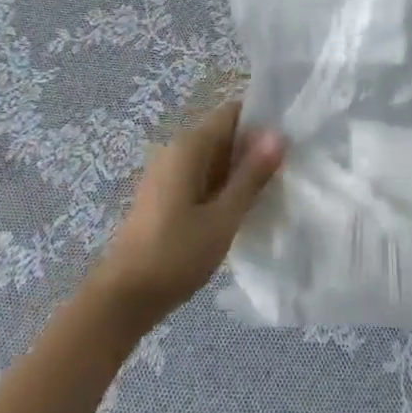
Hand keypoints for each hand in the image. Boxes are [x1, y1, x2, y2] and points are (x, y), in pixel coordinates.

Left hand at [86, 100, 284, 335]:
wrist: (122, 299)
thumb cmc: (176, 254)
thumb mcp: (223, 218)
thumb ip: (251, 176)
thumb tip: (278, 135)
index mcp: (190, 146)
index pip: (233, 113)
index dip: (261, 122)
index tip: (288, 143)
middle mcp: (176, 150)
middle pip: (223, 135)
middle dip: (253, 150)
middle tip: (286, 173)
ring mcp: (167, 173)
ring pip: (213, 159)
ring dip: (238, 172)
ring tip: (270, 193)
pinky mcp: (163, 196)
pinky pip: (200, 178)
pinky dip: (221, 187)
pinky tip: (239, 211)